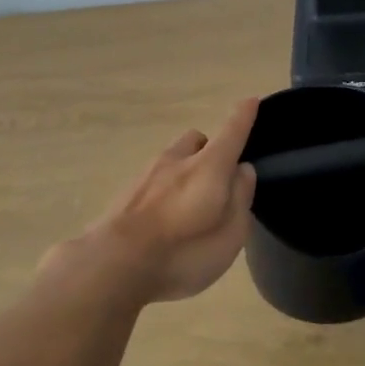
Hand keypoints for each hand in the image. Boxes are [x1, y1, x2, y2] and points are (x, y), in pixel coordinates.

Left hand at [58, 98, 259, 303]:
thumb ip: (240, 198)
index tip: (251, 101)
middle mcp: (176, 161)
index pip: (232, 132)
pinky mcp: (125, 193)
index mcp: (208, 167)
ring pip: (172, 158)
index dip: (244, 116)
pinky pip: (153, 180)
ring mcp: (146, 175)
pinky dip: (163, 189)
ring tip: (188, 204)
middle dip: (209, 150)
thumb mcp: (230, 234)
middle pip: (196, 140)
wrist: (112, 264)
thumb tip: (243, 169)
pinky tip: (162, 218)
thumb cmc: (183, 252)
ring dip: (184, 170)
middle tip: (217, 179)